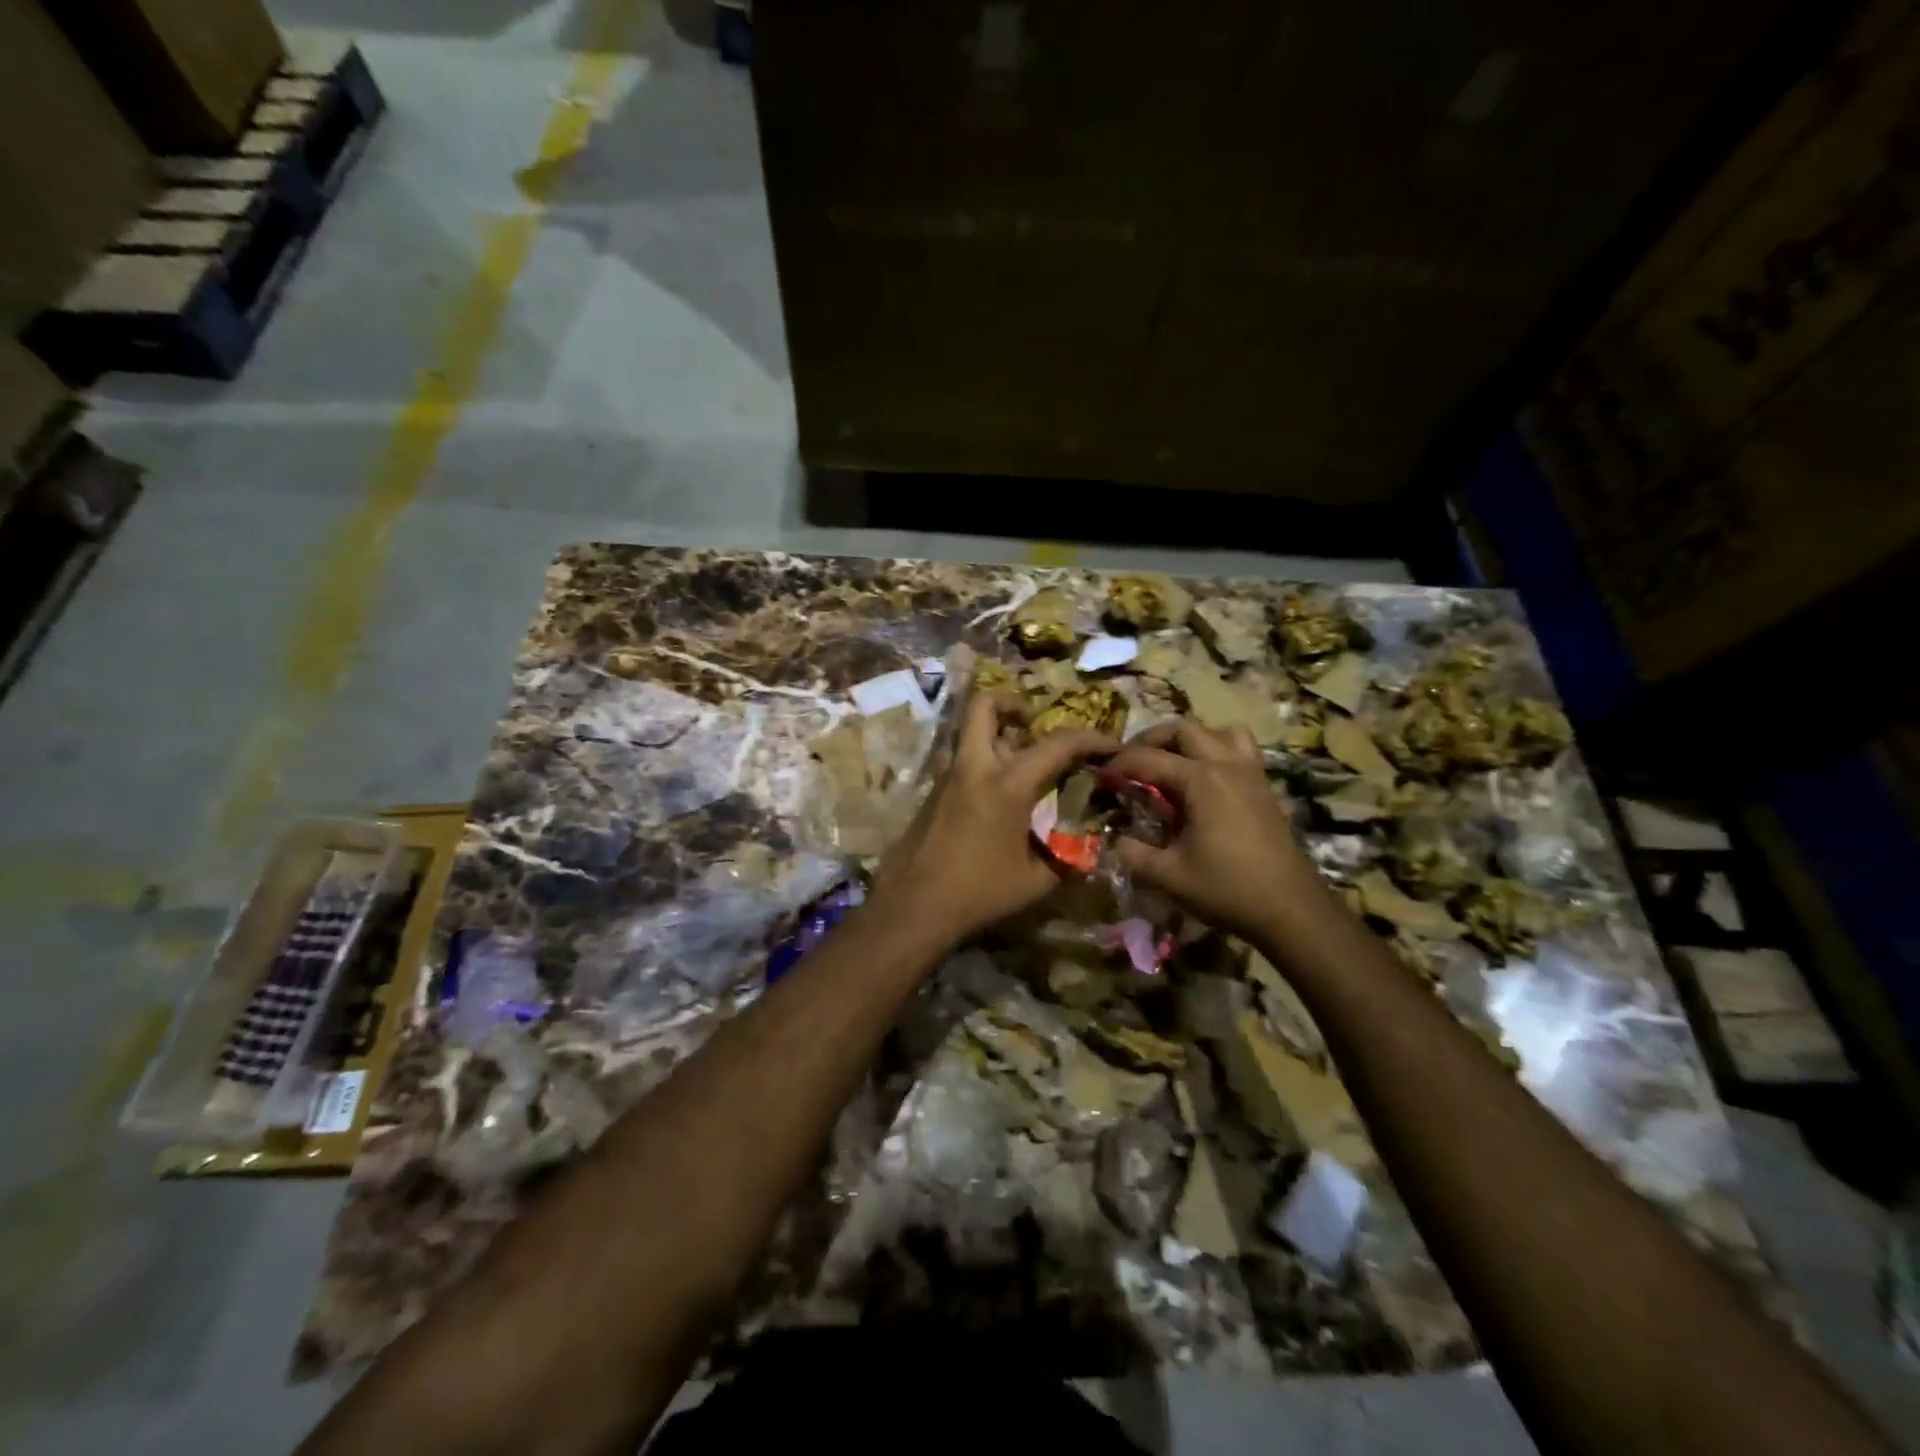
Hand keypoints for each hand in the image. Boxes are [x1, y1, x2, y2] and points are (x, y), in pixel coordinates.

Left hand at [874, 692, 1116, 942]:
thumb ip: (1066, 859)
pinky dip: (984, 764)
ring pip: (972, 733)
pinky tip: (998, 800)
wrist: (914, 905)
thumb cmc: (980, 891)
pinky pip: (963, 761)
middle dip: (1014, 704)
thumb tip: (1089, 853)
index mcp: (1008, 783)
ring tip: (1023, 765)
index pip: (1058, 744)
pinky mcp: (932, 793)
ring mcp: (948, 776)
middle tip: (1035, 726)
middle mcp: (975, 767)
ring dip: (998, 736)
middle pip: (985, 705)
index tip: (1112, 745)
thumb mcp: (1035, 881)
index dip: (1092, 739)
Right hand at [1104, 718, 1318, 941]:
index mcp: (1201, 780)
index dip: (1118, 764)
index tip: (1099, 776)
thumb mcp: (1169, 876)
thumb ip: (1132, 854)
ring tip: (1171, 762)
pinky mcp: (1264, 786)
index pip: (1147, 758)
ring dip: (1189, 739)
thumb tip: (1112, 840)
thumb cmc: (1228, 890)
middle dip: (1150, 740)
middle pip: (1182, 729)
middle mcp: (1226, 764)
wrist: (1291, 909)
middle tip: (1130, 763)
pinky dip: (1217, 750)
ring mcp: (1250, 772)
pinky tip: (1204, 779)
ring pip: (1217, 731)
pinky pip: (1239, 748)